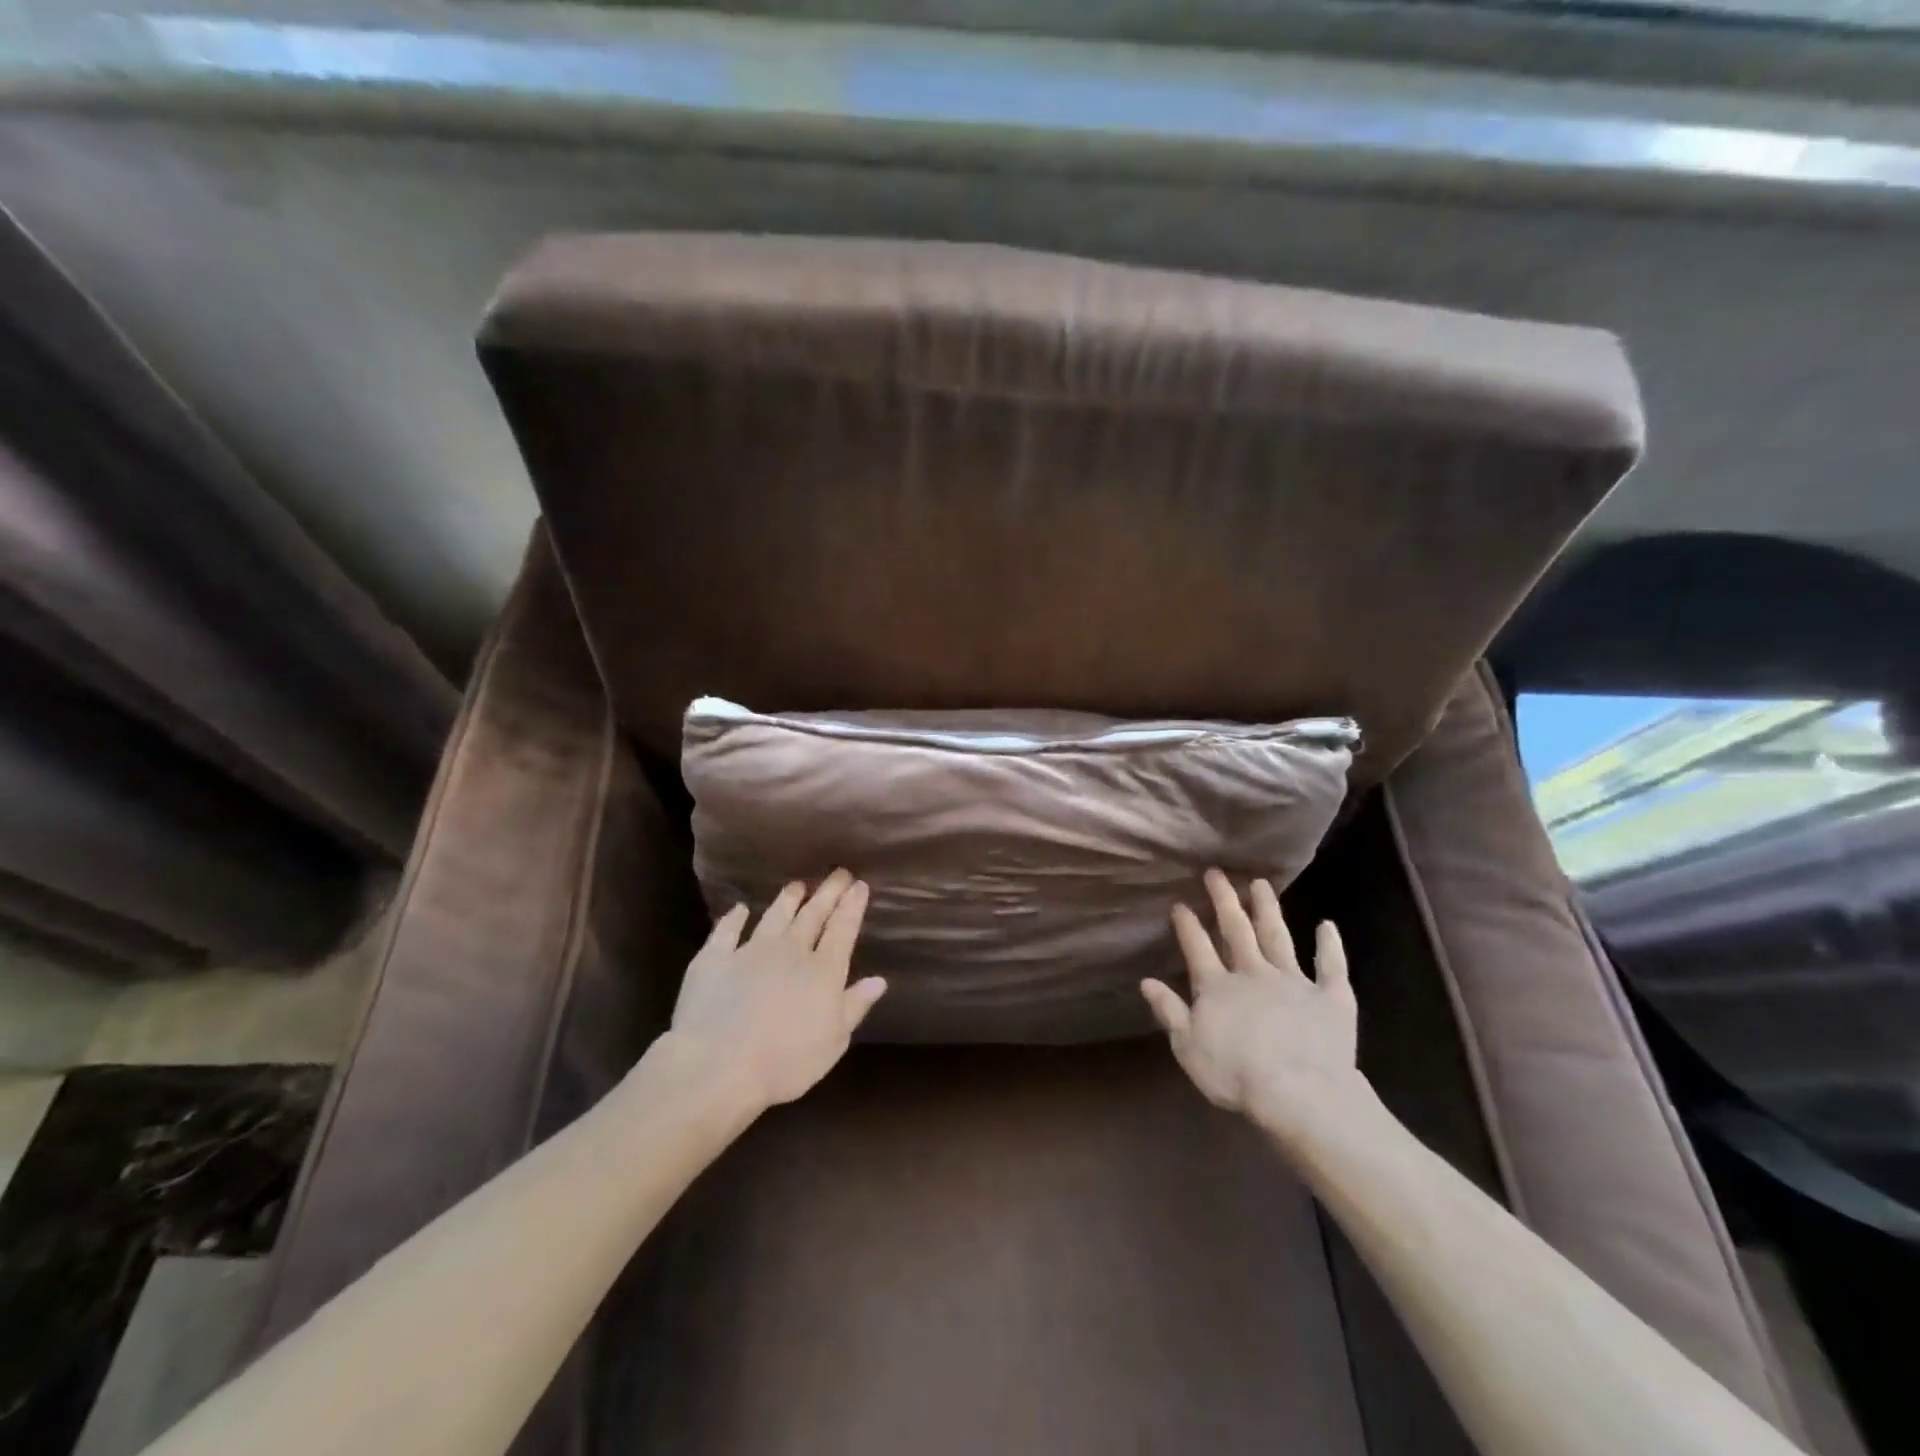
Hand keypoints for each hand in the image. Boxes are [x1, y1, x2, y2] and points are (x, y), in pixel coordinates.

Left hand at [667, 869, 886, 1112]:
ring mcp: (749, 951)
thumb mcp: (833, 1041)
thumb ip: (855, 1006)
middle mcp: (790, 951)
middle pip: (812, 915)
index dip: (852, 906)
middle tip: (838, 873)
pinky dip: (733, 918)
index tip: (860, 885)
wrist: (718, 1065)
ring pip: (774, 916)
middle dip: (827, 893)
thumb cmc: (785, 1062)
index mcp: (823, 971)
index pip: (843, 930)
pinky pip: (726, 931)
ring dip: (787, 899)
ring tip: (797, 884)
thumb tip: (879, 980)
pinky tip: (739, 909)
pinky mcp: (714, 959)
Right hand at [1142, 869, 1366, 1142]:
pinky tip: (1328, 924)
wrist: (1299, 1094)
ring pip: (1278, 937)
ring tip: (1261, 883)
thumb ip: (1169, 1011)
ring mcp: (1293, 982)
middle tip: (1216, 873)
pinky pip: (1331, 966)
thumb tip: (1146, 981)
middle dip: (1224, 901)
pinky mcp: (1330, 997)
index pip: (1198, 948)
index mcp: (1217, 987)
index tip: (1180, 903)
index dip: (1188, 925)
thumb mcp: (1188, 1047)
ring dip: (1268, 909)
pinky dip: (1330, 945)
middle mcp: (1253, 974)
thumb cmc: (1236, 1075)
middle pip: (1236, 930)